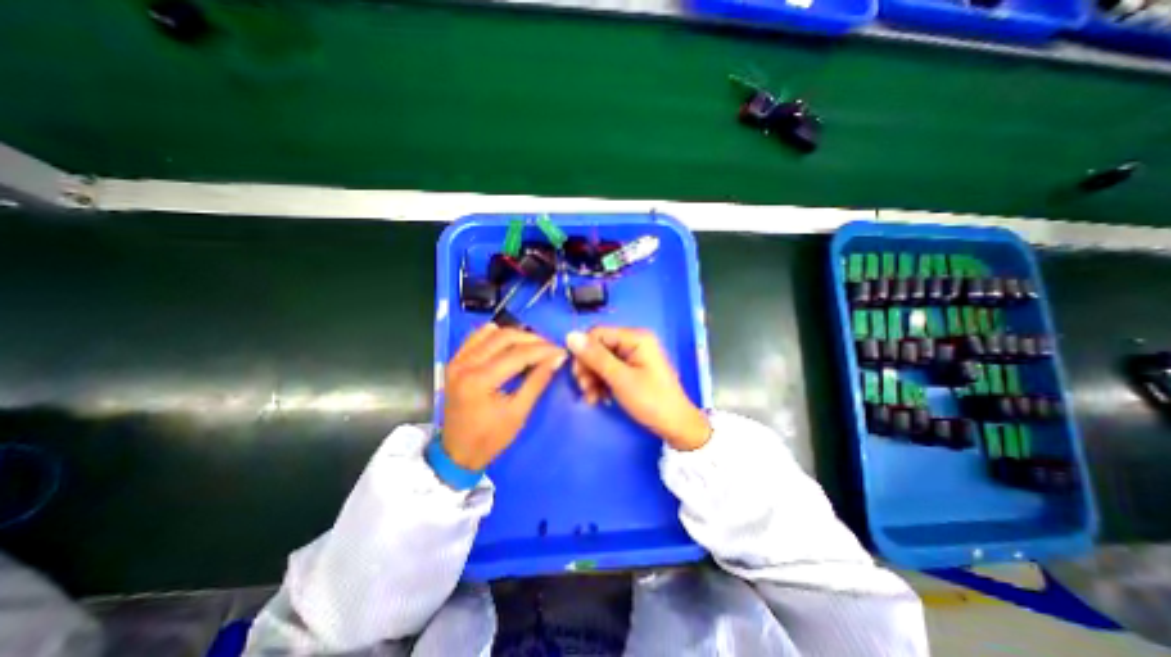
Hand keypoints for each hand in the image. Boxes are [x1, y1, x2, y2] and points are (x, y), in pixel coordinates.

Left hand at [441, 325, 565, 471]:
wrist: (456, 453)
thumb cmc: (490, 438)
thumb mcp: (518, 413)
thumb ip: (538, 381)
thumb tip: (557, 358)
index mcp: (480, 381)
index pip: (518, 354)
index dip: (543, 350)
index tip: (561, 350)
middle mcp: (465, 364)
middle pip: (505, 337)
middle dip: (532, 339)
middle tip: (550, 348)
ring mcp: (457, 361)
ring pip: (491, 333)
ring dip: (515, 335)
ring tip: (534, 345)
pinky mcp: (455, 362)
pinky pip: (476, 337)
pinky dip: (495, 335)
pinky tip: (509, 342)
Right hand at [568, 326, 713, 452]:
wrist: (675, 426)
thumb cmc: (651, 400)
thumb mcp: (620, 379)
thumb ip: (595, 357)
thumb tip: (570, 335)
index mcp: (635, 337)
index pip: (597, 333)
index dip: (583, 352)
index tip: (578, 374)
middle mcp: (634, 342)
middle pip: (598, 347)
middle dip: (588, 369)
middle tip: (585, 390)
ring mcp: (633, 355)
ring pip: (601, 361)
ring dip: (592, 379)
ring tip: (592, 398)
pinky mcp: (632, 369)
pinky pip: (609, 370)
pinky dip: (601, 383)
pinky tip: (599, 398)